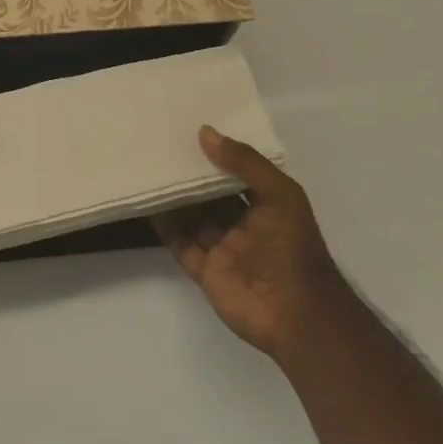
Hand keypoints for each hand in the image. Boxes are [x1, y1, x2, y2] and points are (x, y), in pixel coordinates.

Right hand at [155, 125, 334, 355]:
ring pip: (193, 216)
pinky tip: (147, 202)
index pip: (239, 173)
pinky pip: (180, 242)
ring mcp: (223, 248)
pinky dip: (164, 225)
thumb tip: (205, 133)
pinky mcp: (205, 270)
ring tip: (148, 167)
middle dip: (192, 174)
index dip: (219, 153)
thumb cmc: (292, 248)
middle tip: (162, 144)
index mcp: (268, 205)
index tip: (191, 129)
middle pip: (212, 194)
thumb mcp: (280, 195)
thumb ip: (245, 163)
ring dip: (175, 196)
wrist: (295, 314)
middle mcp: (244, 224)